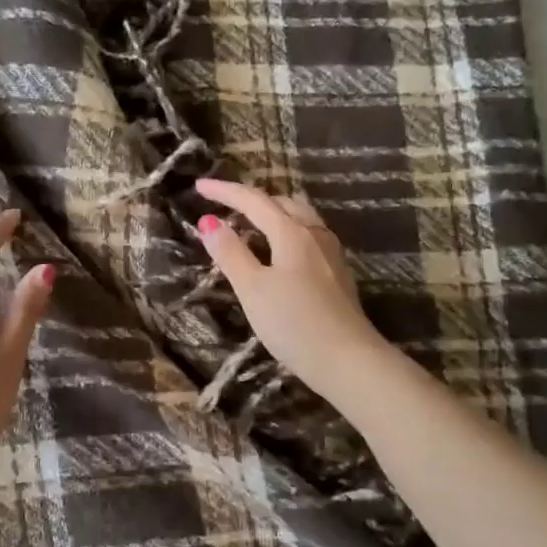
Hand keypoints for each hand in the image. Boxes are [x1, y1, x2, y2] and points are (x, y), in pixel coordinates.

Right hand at [192, 178, 389, 403]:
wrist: (348, 360)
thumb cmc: (294, 323)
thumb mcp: (253, 289)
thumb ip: (230, 253)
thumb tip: (208, 222)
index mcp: (292, 232)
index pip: (254, 201)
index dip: (225, 191)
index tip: (199, 186)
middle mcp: (315, 234)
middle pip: (281, 203)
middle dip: (251, 199)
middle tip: (224, 204)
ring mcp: (330, 253)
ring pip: (299, 218)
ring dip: (272, 213)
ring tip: (250, 223)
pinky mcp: (337, 273)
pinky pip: (308, 236)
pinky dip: (286, 231)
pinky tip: (279, 251)